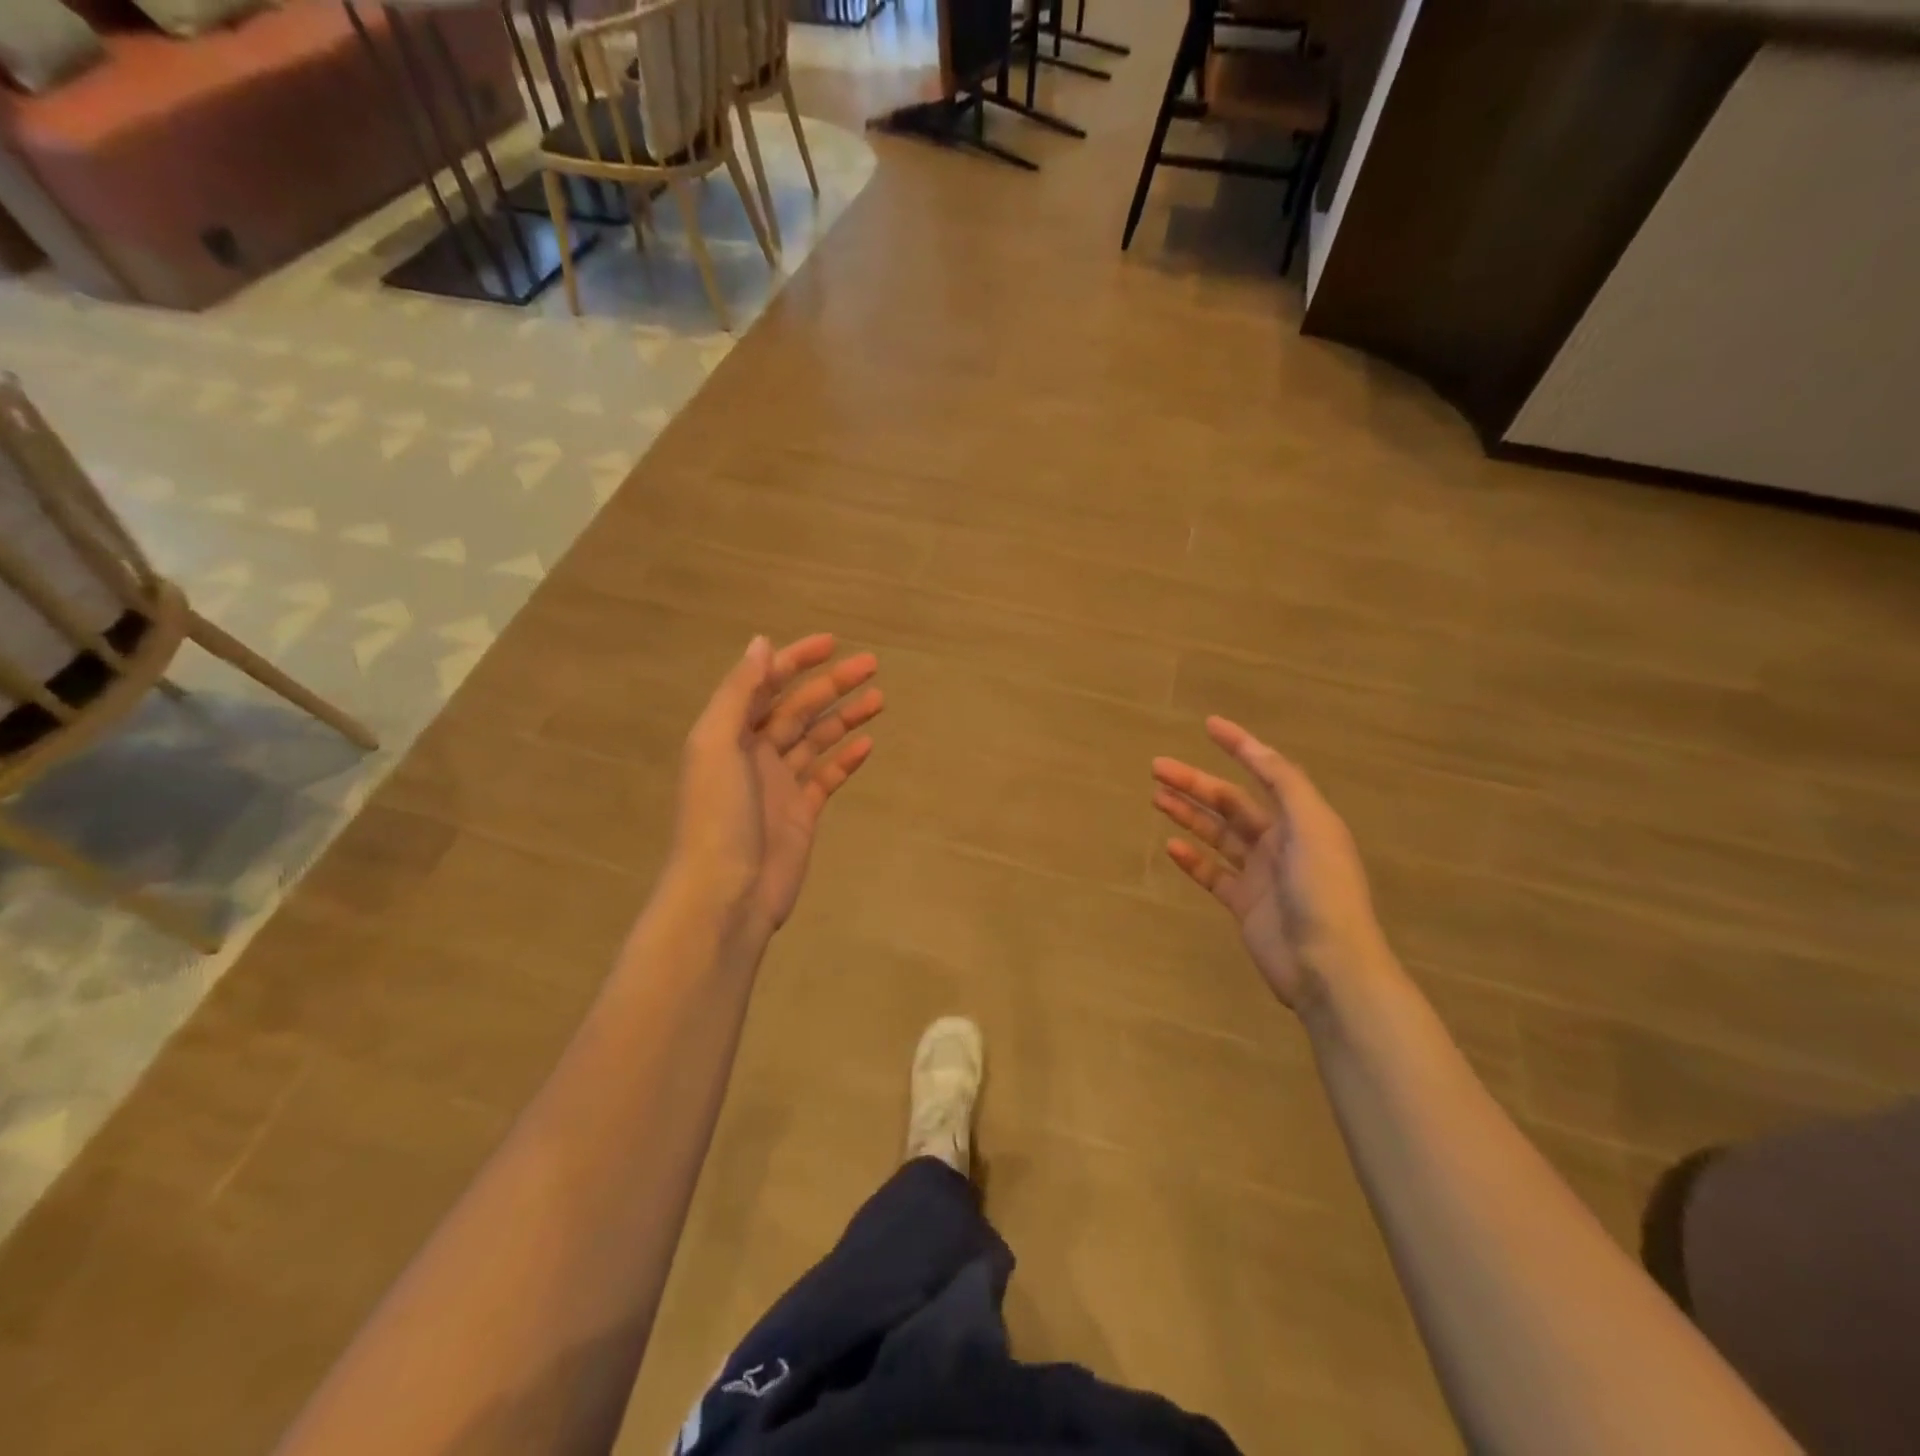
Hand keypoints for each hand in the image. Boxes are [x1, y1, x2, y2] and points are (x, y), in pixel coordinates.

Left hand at [673, 634, 881, 941]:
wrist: (726, 893)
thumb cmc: (718, 815)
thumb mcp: (717, 744)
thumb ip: (739, 693)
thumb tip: (762, 643)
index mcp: (729, 733)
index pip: (766, 684)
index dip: (796, 660)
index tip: (832, 643)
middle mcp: (754, 753)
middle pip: (798, 708)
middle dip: (832, 684)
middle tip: (871, 665)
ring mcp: (780, 784)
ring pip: (817, 740)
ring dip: (845, 717)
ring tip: (879, 699)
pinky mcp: (801, 813)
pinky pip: (827, 777)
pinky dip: (845, 759)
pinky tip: (868, 745)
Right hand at [1151, 717, 1386, 1013]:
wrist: (1329, 966)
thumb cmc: (1322, 890)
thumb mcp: (1311, 826)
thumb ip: (1285, 783)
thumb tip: (1257, 748)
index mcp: (1302, 819)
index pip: (1266, 772)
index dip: (1240, 746)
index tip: (1209, 726)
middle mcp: (1282, 841)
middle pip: (1231, 803)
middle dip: (1195, 783)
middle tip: (1157, 768)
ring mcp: (1262, 874)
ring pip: (1217, 835)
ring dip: (1188, 815)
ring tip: (1156, 798)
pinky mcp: (1245, 904)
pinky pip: (1213, 874)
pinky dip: (1192, 859)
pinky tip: (1171, 847)